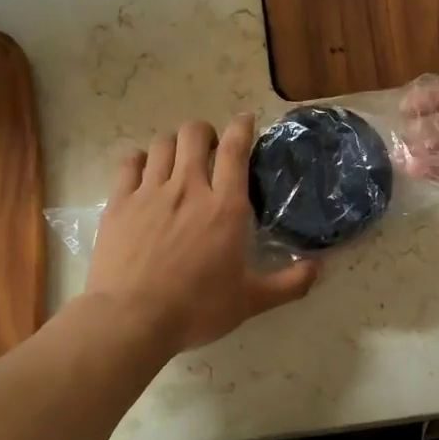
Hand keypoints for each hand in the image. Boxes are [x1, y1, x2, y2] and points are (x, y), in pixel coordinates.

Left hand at [85, 115, 320, 353]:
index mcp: (224, 207)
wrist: (131, 319)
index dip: (242, 127)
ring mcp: (149, 192)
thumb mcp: (250, 301)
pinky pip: (129, 163)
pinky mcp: (119, 203)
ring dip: (174, 145)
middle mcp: (188, 188)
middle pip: (194, 134)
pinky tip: (144, 172)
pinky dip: (140, 160)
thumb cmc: (196, 309)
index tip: (245, 120)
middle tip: (210, 150)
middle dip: (205, 133)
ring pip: (162, 143)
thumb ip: (288, 284)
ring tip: (178, 160)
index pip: (235, 150)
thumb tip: (319, 269)